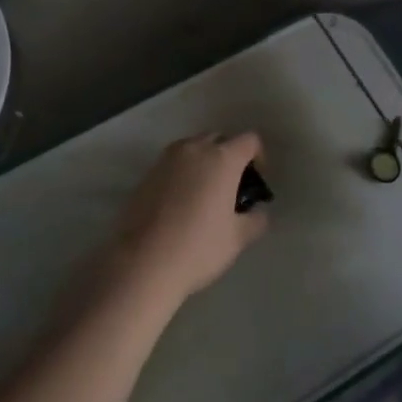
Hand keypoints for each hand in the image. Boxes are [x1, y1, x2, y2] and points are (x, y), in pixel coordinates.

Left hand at [106, 132, 269, 311]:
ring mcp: (167, 159)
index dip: (259, 157)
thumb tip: (257, 211)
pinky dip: (184, 172)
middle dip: (231, 156)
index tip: (256, 182)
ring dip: (206, 161)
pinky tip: (183, 202)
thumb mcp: (238, 238)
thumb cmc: (198, 247)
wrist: (143, 262)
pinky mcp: (147, 172)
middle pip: (220, 139)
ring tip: (207, 193)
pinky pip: (174, 163)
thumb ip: (256, 219)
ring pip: (195, 148)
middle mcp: (195, 149)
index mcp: (222, 158)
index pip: (250, 140)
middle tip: (233, 186)